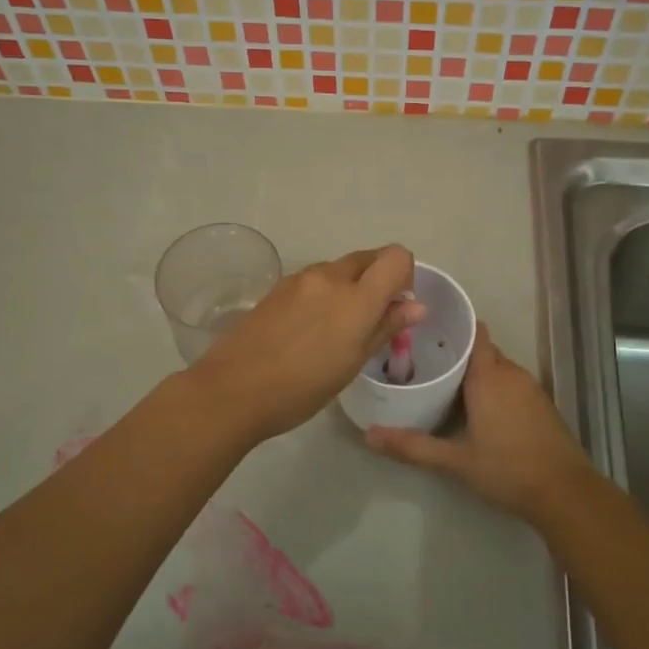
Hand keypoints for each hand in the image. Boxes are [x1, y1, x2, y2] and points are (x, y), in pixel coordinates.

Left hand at [190, 245, 424, 445]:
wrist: (232, 391)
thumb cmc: (302, 388)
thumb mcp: (352, 363)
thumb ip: (385, 327)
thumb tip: (417, 306)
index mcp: (356, 297)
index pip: (396, 257)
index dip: (404, 275)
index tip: (396, 305)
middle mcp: (329, 277)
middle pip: (367, 258)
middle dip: (378, 279)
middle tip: (370, 319)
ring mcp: (299, 279)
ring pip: (339, 269)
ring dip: (349, 287)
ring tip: (335, 330)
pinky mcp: (277, 288)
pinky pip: (313, 280)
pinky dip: (323, 294)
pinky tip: (307, 330)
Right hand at [365, 324, 592, 520]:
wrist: (564, 492)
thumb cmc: (507, 468)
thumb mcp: (455, 460)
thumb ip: (412, 446)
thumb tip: (370, 436)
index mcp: (489, 376)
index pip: (474, 332)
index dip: (454, 325)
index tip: (427, 329)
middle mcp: (511, 373)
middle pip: (482, 350)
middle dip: (457, 352)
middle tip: (424, 361)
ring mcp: (531, 388)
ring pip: (497, 367)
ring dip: (475, 371)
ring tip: (444, 382)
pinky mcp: (540, 404)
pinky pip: (511, 383)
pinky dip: (493, 386)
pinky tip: (476, 406)